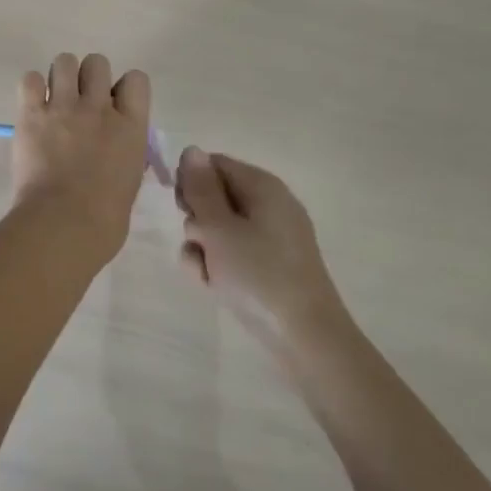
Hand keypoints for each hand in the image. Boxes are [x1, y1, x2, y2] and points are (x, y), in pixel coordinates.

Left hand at [12, 53, 151, 260]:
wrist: (64, 224)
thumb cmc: (105, 218)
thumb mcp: (130, 180)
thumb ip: (124, 152)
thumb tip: (115, 147)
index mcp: (131, 126)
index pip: (136, 79)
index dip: (124, 88)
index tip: (114, 105)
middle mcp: (99, 108)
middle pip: (97, 62)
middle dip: (89, 77)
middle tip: (80, 101)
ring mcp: (64, 107)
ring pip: (64, 61)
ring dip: (60, 77)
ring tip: (54, 99)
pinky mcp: (32, 114)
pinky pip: (30, 79)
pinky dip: (31, 89)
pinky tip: (33, 107)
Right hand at [176, 148, 354, 361]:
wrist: (307, 340)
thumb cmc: (259, 275)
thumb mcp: (219, 229)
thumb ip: (200, 188)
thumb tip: (191, 150)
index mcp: (262, 186)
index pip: (213, 163)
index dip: (191, 182)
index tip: (184, 209)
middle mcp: (268, 205)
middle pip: (214, 196)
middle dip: (197, 221)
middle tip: (200, 242)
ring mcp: (271, 237)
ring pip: (218, 229)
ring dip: (203, 248)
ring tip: (208, 273)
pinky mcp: (270, 266)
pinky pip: (233, 253)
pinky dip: (219, 266)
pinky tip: (214, 287)